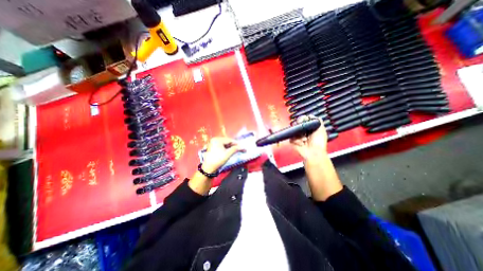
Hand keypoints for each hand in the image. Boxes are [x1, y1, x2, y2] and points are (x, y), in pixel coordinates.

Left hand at [202, 137, 243, 173]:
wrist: (208, 168)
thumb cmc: (218, 160)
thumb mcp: (228, 154)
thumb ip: (235, 149)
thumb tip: (243, 147)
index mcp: (217, 140)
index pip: (229, 140)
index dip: (236, 143)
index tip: (242, 146)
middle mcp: (214, 139)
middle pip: (226, 141)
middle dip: (233, 145)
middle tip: (239, 148)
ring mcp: (212, 143)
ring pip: (224, 143)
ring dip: (229, 146)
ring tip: (235, 150)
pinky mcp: (212, 147)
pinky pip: (221, 145)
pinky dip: (225, 148)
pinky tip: (229, 151)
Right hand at [290, 116, 328, 161]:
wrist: (314, 153)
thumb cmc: (319, 142)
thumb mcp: (321, 129)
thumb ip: (317, 121)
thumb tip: (310, 115)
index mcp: (309, 128)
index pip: (302, 120)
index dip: (302, 119)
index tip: (304, 119)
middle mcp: (302, 131)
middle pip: (297, 124)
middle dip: (299, 125)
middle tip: (302, 129)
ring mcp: (297, 136)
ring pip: (293, 130)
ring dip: (299, 134)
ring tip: (304, 139)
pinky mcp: (293, 141)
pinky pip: (291, 137)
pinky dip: (296, 140)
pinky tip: (302, 143)